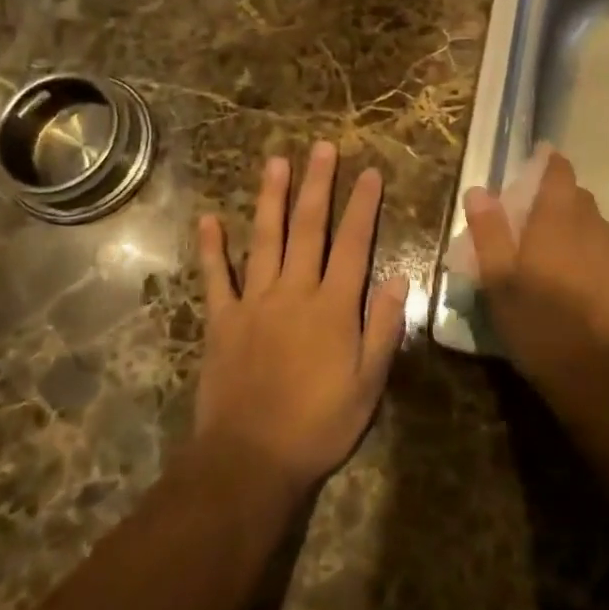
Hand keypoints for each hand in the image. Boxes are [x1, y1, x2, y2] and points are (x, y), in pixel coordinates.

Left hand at [194, 143, 409, 497]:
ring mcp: (255, 303)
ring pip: (265, 239)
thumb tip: (400, 279)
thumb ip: (383, 328)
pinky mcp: (222, 321)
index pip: (353, 244)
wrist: (250, 461)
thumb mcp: (368, 384)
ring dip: (271, 198)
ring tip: (276, 161)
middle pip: (309, 228)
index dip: (363, 206)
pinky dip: (212, 248)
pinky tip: (209, 219)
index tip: (369, 172)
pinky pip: (216, 278)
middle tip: (322, 148)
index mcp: (333, 306)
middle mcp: (295, 292)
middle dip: (317, 184)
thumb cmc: (318, 425)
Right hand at [463, 151, 608, 391]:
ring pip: (598, 232)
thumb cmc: (543, 325)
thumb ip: (490, 234)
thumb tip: (478, 191)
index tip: (538, 165)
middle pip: (579, 201)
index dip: (549, 165)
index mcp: (559, 219)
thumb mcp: (501, 283)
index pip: (558, 173)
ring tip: (562, 266)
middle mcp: (595, 226)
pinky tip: (591, 295)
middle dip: (561, 205)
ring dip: (581, 238)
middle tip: (538, 226)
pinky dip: (600, 266)